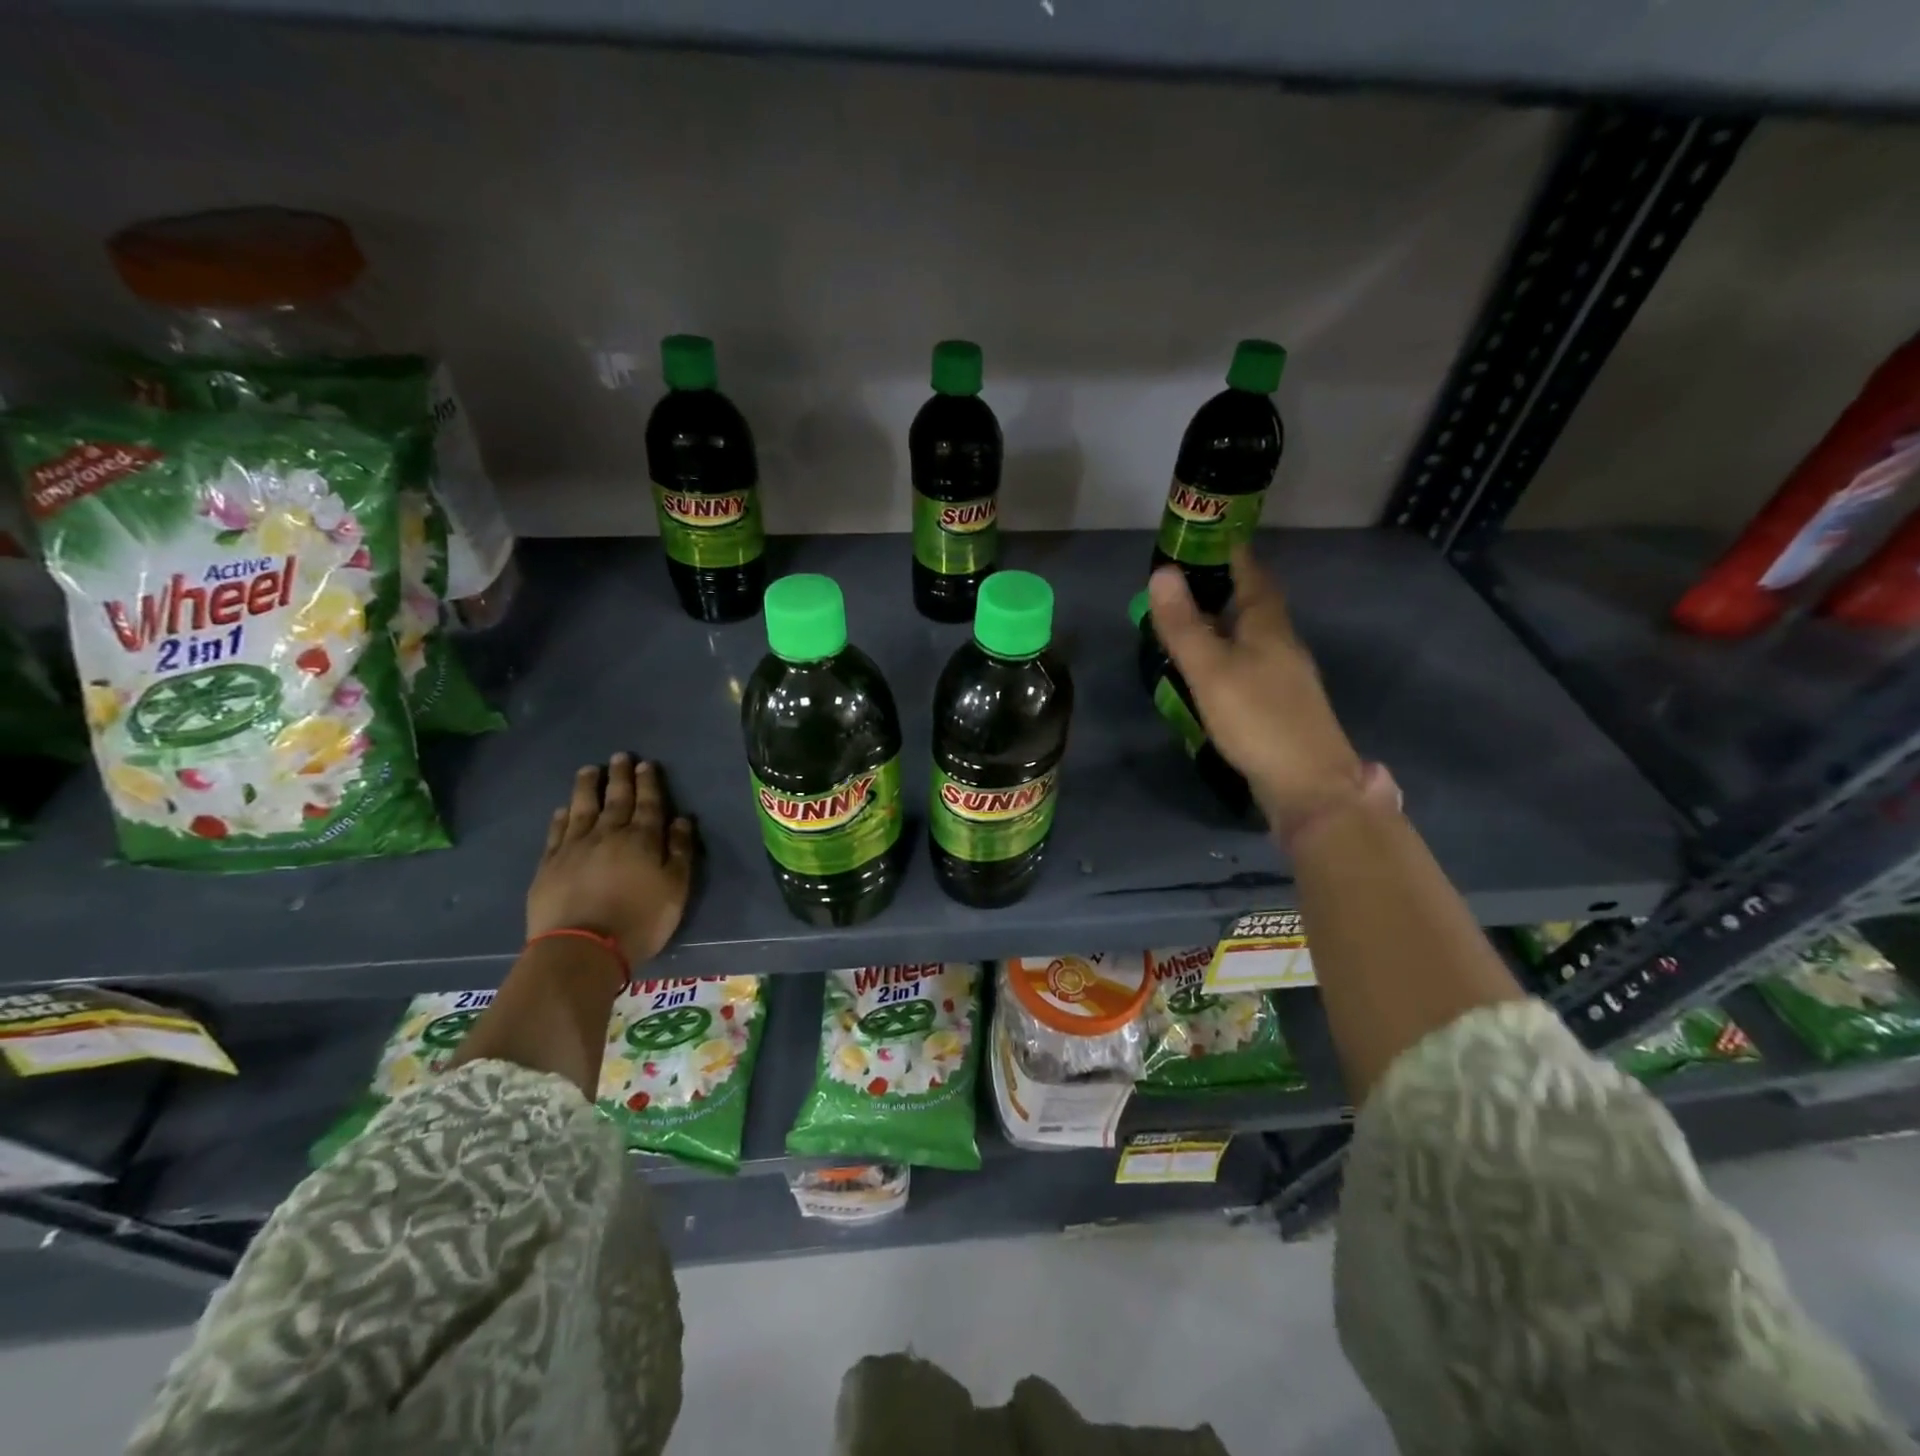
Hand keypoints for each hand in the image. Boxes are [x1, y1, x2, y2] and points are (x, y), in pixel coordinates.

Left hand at [526, 754, 695, 967]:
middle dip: (620, 776)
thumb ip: (680, 852)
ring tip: (588, 770)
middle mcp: (609, 834)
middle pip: (616, 799)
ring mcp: (575, 847)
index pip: (649, 804)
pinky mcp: (549, 864)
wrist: (582, 947)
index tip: (646, 765)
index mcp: (643, 840)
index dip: (649, 783)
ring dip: (586, 787)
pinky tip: (563, 809)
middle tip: (620, 756)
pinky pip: (557, 832)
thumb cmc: (640, 919)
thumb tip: (682, 819)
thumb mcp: (676, 888)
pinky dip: (561, 817)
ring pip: (582, 808)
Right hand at [1148, 547, 1364, 833]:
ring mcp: (1285, 677)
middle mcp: (1282, 644)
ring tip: (1191, 624)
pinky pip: (1251, 666)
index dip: (1232, 555)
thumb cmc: (1257, 719)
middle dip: (1225, 589)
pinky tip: (1212, 673)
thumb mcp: (1210, 669)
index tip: (1208, 539)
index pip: (1252, 575)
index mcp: (1269, 626)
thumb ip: (1183, 625)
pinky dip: (1229, 656)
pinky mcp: (1280, 706)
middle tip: (1187, 583)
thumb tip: (1162, 572)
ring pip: (1253, 637)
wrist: (1308, 783)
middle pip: (1255, 605)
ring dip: (1226, 625)